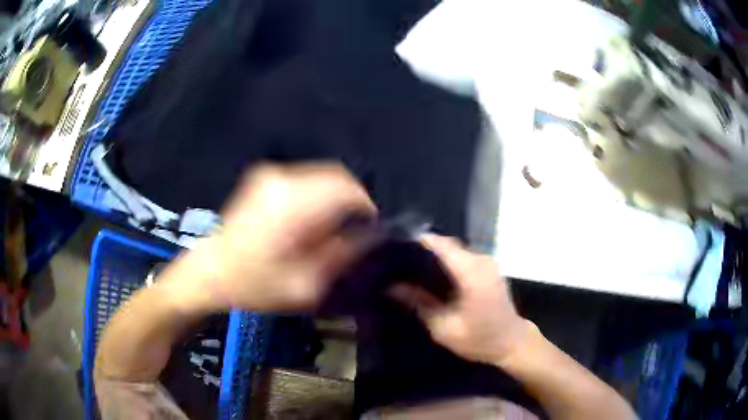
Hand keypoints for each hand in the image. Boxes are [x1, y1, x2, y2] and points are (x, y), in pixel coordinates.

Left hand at [168, 163, 376, 311]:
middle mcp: (281, 180)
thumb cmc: (253, 284)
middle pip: (336, 177)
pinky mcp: (264, 178)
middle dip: (350, 203)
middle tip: (350, 234)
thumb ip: (341, 257)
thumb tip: (368, 237)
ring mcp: (269, 175)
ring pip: (321, 177)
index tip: (370, 229)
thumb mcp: (304, 285)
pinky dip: (316, 197)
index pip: (346, 188)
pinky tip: (306, 224)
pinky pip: (305, 180)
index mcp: (291, 205)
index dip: (365, 207)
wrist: (210, 272)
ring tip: (324, 233)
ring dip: (333, 200)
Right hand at [391, 234, 533, 365]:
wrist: (511, 342)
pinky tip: (432, 273)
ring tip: (411, 265)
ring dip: (435, 255)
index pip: (443, 246)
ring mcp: (488, 262)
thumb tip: (392, 287)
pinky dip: (447, 260)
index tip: (395, 244)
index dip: (420, 241)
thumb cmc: (479, 339)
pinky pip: (463, 256)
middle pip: (448, 245)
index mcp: (472, 275)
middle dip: (424, 249)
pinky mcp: (489, 267)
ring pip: (455, 249)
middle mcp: (482, 261)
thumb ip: (420, 304)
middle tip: (398, 258)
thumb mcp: (444, 328)